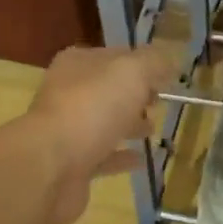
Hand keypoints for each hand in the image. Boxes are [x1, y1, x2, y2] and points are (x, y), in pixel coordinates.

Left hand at [19, 44, 176, 223]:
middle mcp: (68, 94)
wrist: (51, 166)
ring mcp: (68, 131)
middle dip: (134, 95)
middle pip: (107, 90)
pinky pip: (102, 157)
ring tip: (153, 129)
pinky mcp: (72, 165)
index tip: (166, 76)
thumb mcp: (131, 73)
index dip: (140, 63)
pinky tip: (141, 159)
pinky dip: (121, 157)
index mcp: (77, 65)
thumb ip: (153, 62)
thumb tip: (171, 59)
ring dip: (128, 124)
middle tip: (159, 102)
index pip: (114, 56)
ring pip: (103, 123)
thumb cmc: (91, 109)